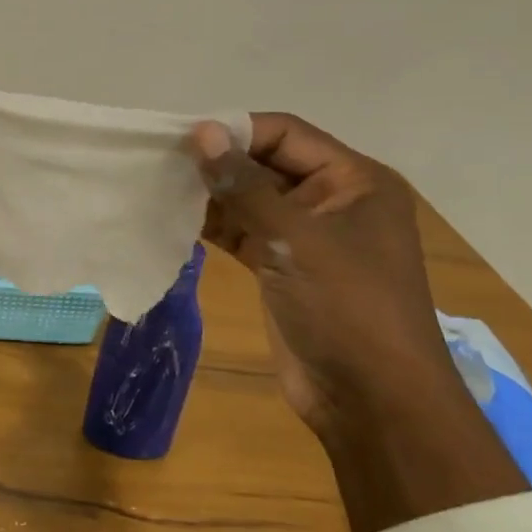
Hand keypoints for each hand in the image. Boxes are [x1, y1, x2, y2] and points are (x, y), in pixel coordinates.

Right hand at [189, 114, 524, 531]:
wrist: (372, 400)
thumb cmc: (346, 308)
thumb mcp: (295, 239)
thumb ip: (245, 185)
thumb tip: (202, 132)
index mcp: (354, 180)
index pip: (286, 135)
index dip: (236, 131)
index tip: (181, 137)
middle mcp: (332, 200)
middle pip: (267, 164)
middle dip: (219, 162)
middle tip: (160, 161)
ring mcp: (306, 237)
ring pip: (251, 200)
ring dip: (211, 195)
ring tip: (159, 187)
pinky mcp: (283, 268)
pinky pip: (245, 233)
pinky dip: (214, 226)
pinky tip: (175, 220)